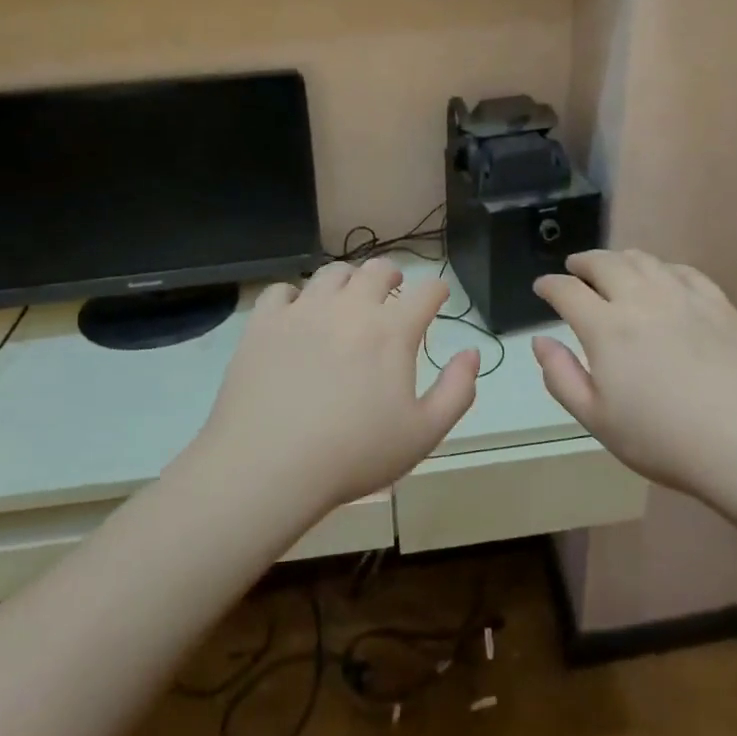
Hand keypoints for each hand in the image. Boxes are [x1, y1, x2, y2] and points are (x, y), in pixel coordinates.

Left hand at [191, 259, 479, 516]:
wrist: (268, 466)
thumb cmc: (354, 455)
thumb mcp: (424, 434)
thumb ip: (457, 390)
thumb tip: (472, 353)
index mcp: (392, 330)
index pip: (427, 290)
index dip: (437, 290)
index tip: (437, 296)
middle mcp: (351, 307)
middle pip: (378, 269)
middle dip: (392, 275)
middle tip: (393, 290)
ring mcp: (304, 310)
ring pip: (332, 272)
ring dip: (348, 280)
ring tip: (346, 297)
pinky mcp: (264, 322)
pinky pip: (282, 290)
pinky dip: (295, 297)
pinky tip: (296, 315)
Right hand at [532, 250, 736, 497]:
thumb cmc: (664, 440)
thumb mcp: (597, 420)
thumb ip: (562, 377)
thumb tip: (540, 341)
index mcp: (606, 328)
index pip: (567, 291)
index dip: (550, 285)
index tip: (542, 287)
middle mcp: (640, 299)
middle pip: (604, 263)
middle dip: (583, 262)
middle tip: (575, 268)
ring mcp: (683, 297)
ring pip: (643, 260)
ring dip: (619, 259)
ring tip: (613, 268)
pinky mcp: (718, 303)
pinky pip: (683, 270)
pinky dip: (661, 267)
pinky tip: (662, 277)